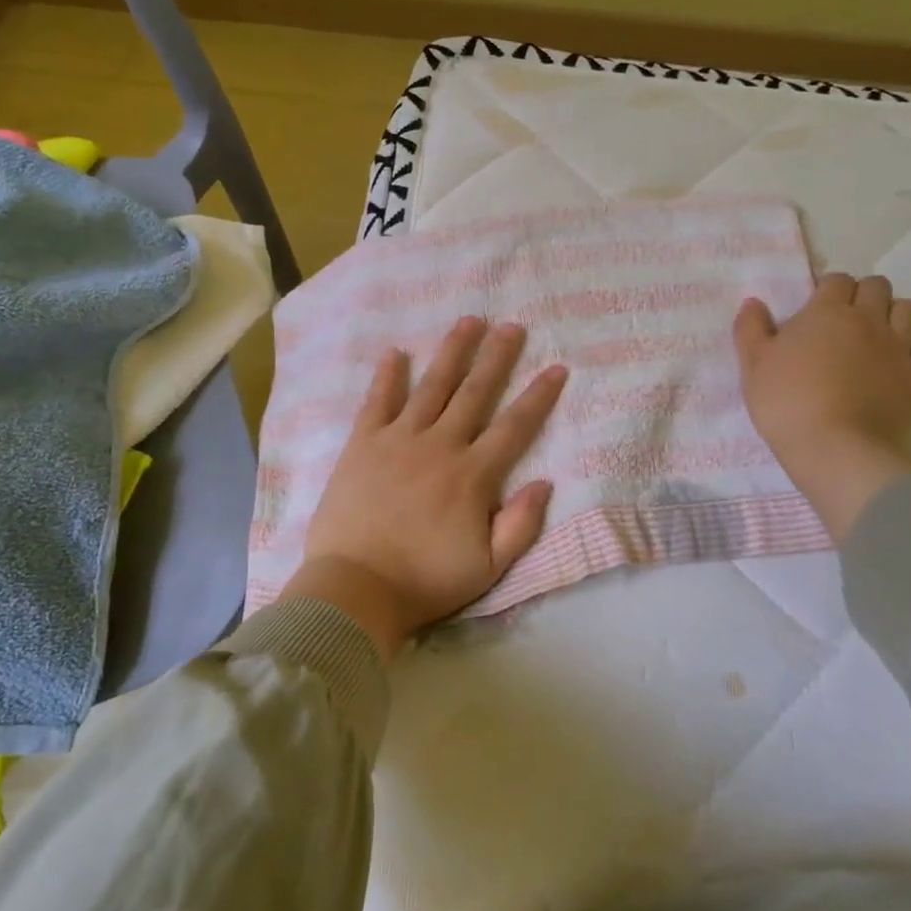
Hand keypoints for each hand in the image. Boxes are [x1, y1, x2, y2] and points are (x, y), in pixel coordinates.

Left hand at [284, 317, 567, 660]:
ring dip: (452, 352)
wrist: (355, 589)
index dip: (539, 397)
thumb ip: (520, 525)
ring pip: (432, 386)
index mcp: (473, 475)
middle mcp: (439, 445)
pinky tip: (396, 352)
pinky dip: (387, 376)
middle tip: (512, 326)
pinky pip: (377, 402)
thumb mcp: (488, 568)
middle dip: (497, 357)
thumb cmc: (425, 581)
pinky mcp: (362, 445)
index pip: (515, 426)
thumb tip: (545, 482)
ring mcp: (398, 440)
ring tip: (469, 321)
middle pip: (475, 392)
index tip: (556, 367)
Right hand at [733, 273, 910, 540]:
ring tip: (874, 337)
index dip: (827, 290)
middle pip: (877, 286)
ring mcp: (899, 348)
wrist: (836, 449)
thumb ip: (750, 328)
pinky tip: (897, 365)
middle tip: (844, 321)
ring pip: (907, 310)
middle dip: (862, 295)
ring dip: (892, 315)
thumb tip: (753, 303)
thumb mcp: (753, 365)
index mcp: (827, 311)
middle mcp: (868, 320)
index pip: (836, 280)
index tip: (815, 310)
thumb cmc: (786, 402)